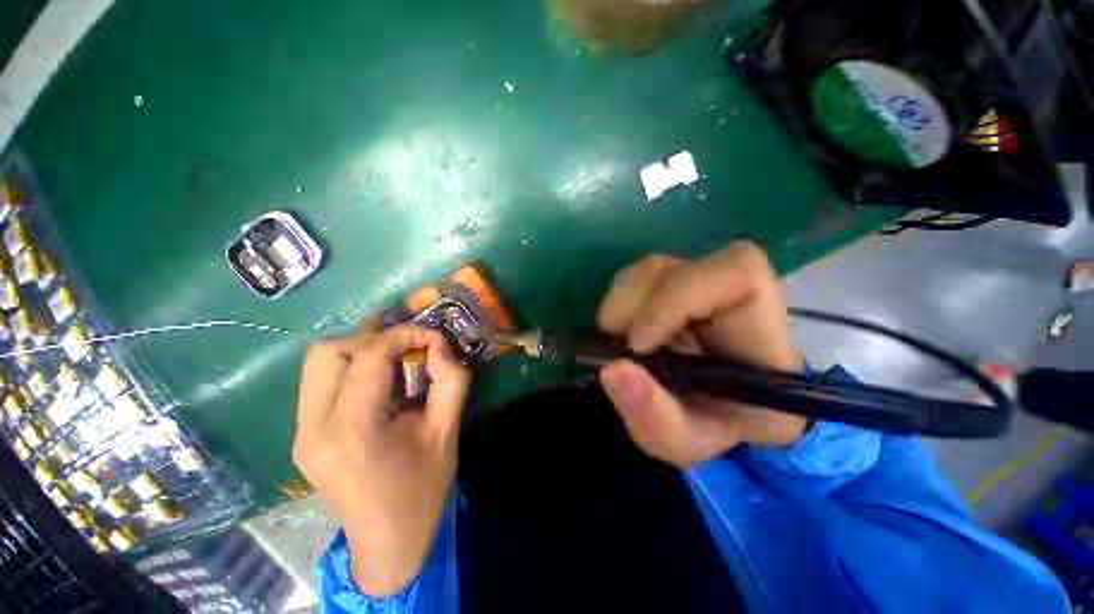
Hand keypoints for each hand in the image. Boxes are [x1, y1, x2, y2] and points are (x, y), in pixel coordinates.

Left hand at [293, 324, 469, 596]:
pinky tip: (378, 381)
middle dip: (375, 340)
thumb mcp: (448, 430)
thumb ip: (451, 380)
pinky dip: (352, 366)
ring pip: (319, 361)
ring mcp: (301, 432)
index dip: (404, 335)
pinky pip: (321, 380)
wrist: (388, 540)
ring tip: (394, 361)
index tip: (433, 337)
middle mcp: (314, 429)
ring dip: (360, 350)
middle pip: (329, 352)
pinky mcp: (302, 434)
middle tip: (409, 350)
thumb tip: (438, 344)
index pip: (368, 358)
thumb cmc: (423, 488)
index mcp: (353, 432)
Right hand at [597, 241, 806, 466]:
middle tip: (624, 349)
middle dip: (635, 309)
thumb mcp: (683, 441)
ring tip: (620, 343)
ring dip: (621, 307)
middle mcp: (731, 295)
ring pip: (649, 270)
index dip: (677, 299)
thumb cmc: (710, 425)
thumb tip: (612, 370)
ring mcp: (697, 281)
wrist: (711, 409)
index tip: (640, 344)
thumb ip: (654, 417)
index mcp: (762, 333)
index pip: (737, 274)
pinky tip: (621, 331)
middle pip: (674, 269)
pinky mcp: (670, 282)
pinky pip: (633, 278)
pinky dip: (617, 304)